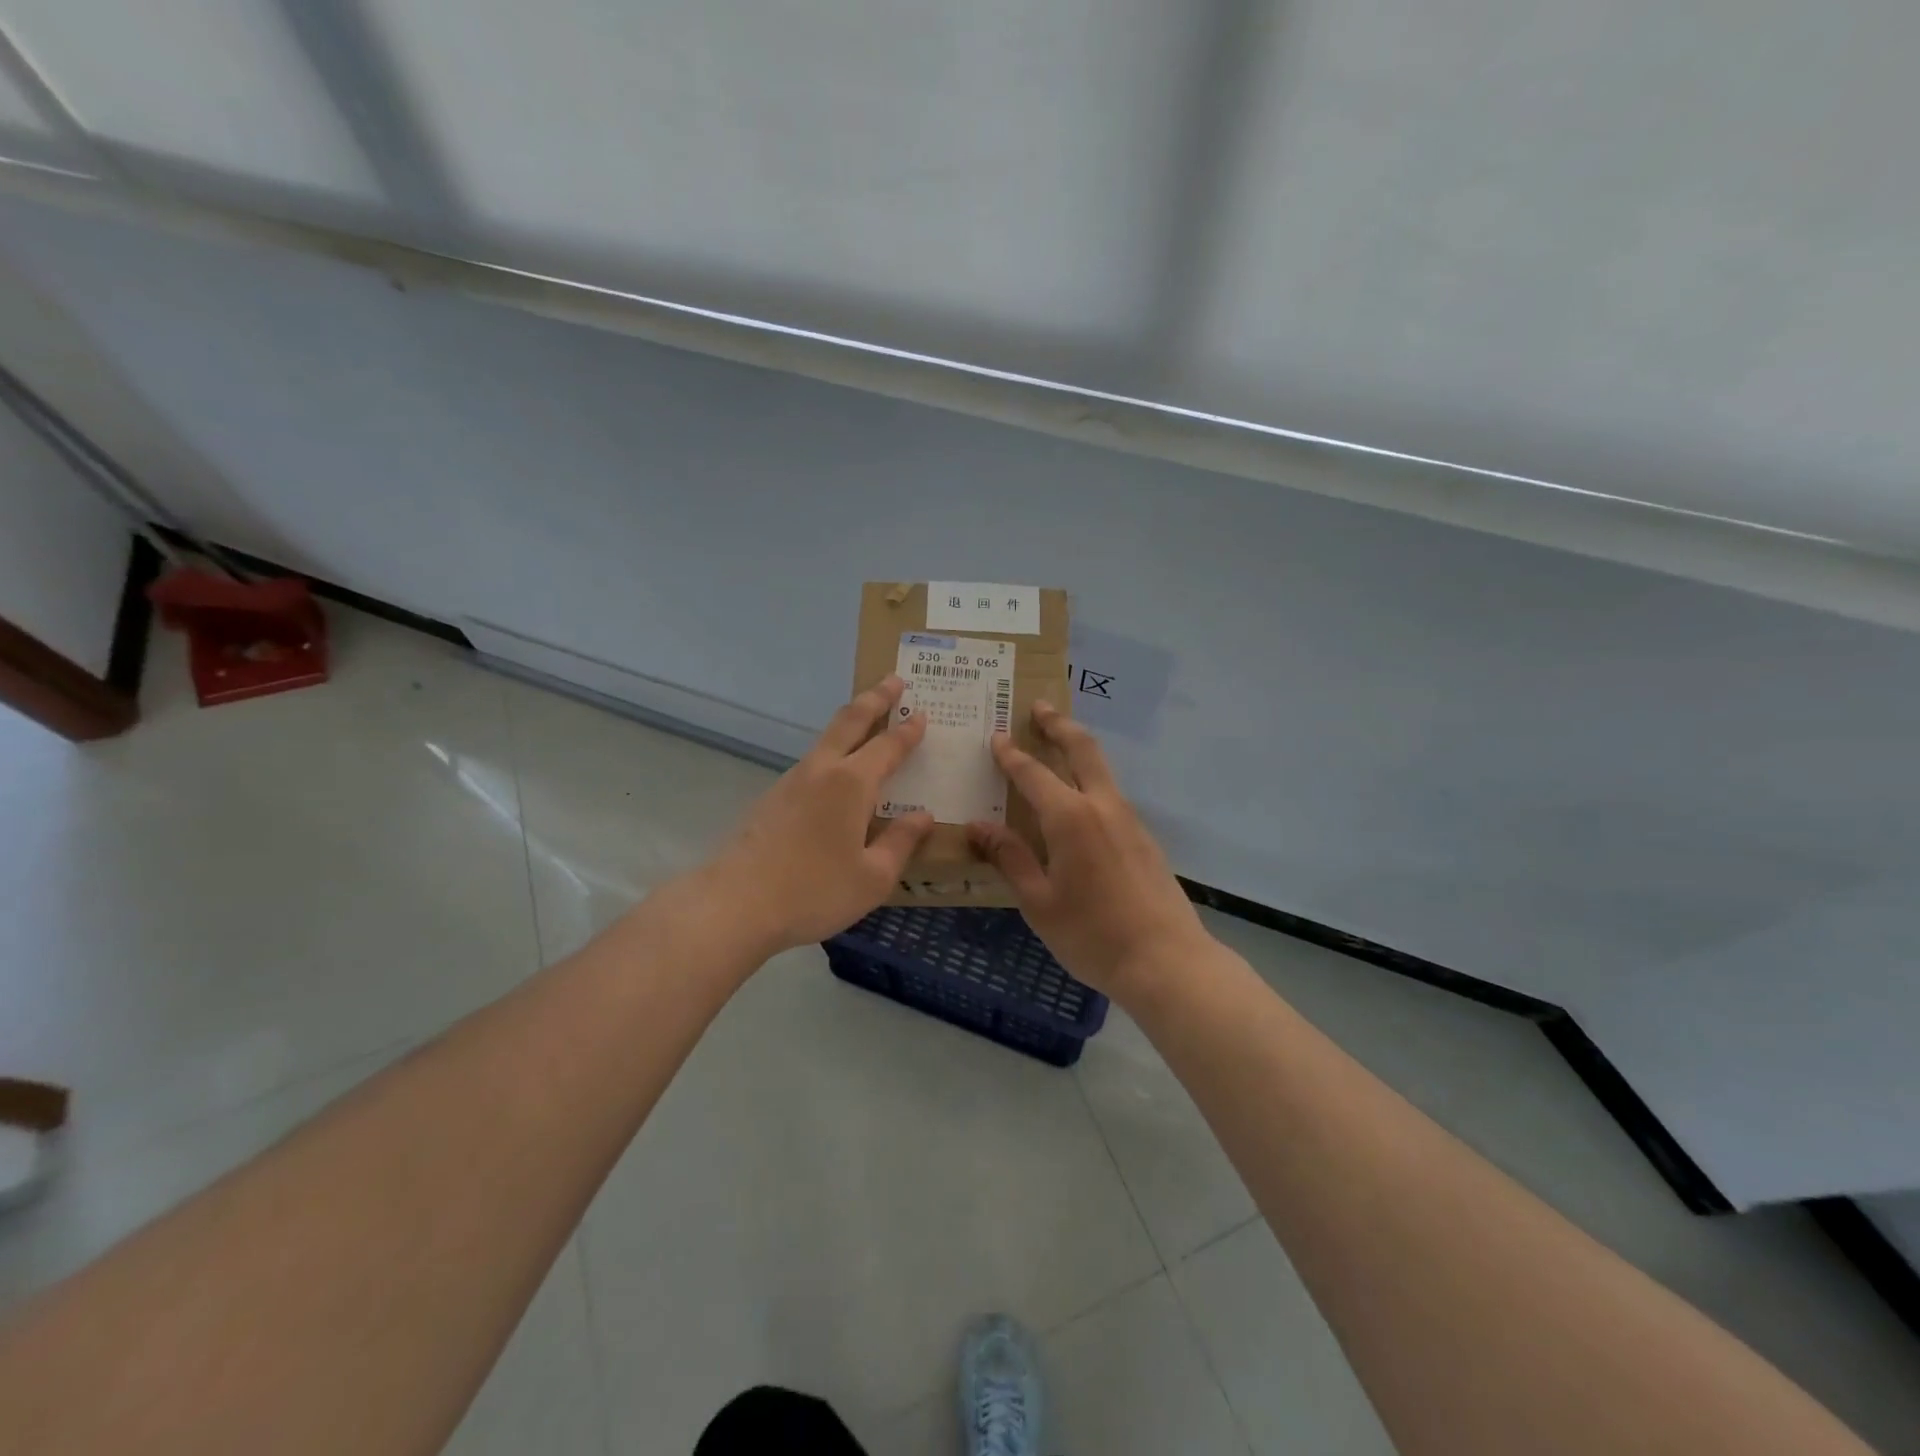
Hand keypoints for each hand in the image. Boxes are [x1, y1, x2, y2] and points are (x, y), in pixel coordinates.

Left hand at [706, 675, 933, 954]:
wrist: (735, 905)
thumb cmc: (814, 892)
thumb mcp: (873, 877)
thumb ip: (901, 842)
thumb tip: (923, 816)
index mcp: (852, 784)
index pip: (888, 746)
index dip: (907, 731)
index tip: (922, 713)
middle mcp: (821, 771)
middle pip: (850, 721)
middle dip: (875, 698)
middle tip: (894, 680)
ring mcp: (791, 782)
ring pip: (826, 739)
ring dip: (851, 723)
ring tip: (868, 721)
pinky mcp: (771, 799)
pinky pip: (812, 764)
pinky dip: (833, 753)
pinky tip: (837, 775)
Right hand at [967, 702, 1209, 998]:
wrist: (1167, 961)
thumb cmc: (1092, 935)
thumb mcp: (1039, 902)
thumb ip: (1010, 858)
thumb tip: (977, 827)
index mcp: (1071, 818)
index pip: (1033, 774)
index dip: (1011, 755)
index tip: (996, 737)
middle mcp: (1103, 806)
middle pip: (1082, 749)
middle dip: (1059, 724)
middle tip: (1040, 708)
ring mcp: (1129, 819)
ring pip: (1101, 769)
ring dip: (1078, 748)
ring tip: (1056, 743)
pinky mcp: (1144, 837)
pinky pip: (1111, 794)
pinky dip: (1090, 779)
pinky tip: (1078, 801)